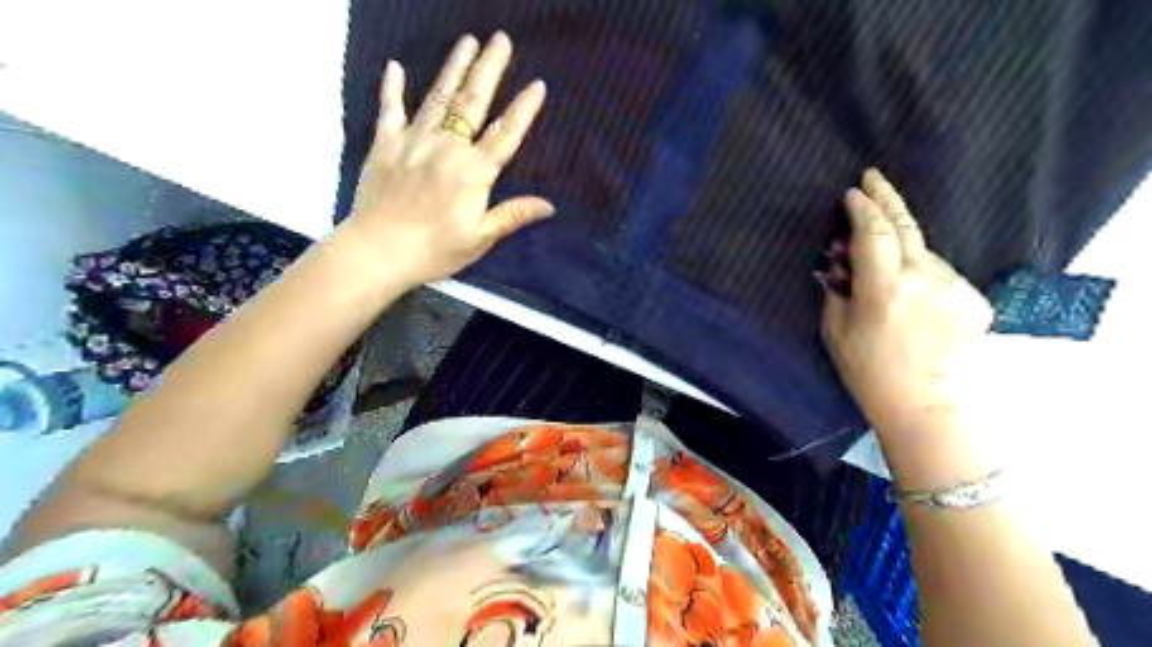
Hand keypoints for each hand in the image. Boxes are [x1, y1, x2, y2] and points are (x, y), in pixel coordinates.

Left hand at [342, 30, 551, 291]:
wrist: (377, 252)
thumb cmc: (434, 250)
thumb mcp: (480, 239)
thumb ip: (512, 215)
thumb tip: (549, 205)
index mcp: (473, 172)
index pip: (505, 134)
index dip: (523, 109)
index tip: (538, 84)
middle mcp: (446, 148)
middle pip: (472, 103)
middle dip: (489, 69)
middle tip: (501, 39)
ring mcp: (413, 141)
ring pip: (438, 98)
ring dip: (454, 68)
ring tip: (468, 42)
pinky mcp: (385, 145)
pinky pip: (390, 110)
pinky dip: (392, 88)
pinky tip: (395, 67)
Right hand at [819, 169, 990, 436]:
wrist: (924, 404)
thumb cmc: (867, 370)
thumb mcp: (835, 329)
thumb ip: (838, 287)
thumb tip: (841, 257)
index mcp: (885, 289)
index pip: (875, 232)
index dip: (863, 208)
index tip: (852, 192)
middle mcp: (925, 279)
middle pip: (906, 226)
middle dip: (887, 199)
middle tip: (873, 178)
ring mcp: (954, 287)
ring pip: (922, 252)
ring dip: (901, 248)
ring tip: (882, 265)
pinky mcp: (973, 298)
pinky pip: (939, 273)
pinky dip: (920, 273)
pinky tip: (910, 296)